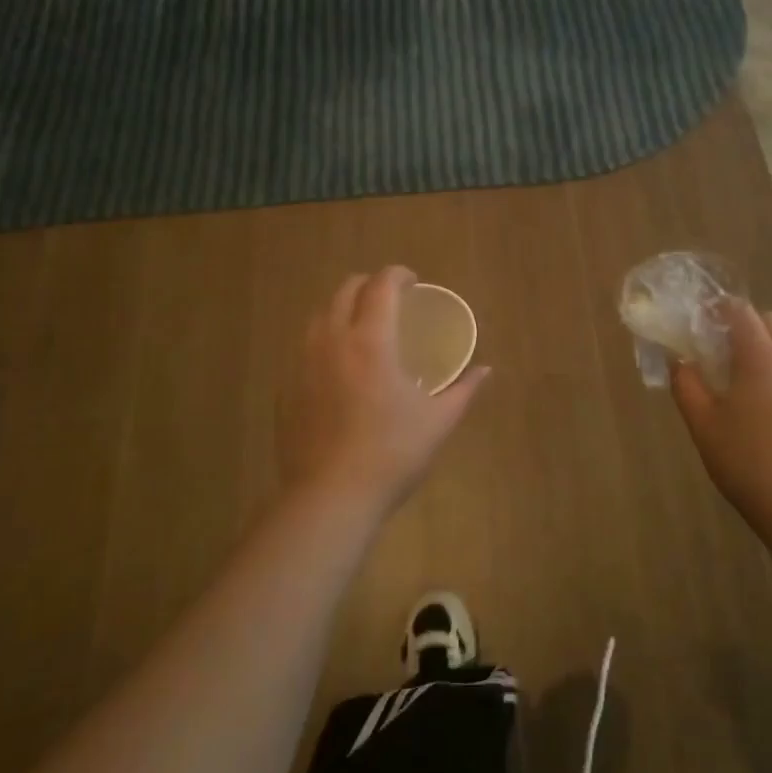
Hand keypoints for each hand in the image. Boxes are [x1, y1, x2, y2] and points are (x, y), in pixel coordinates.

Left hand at [278, 266, 489, 516]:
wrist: (330, 497)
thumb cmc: (391, 454)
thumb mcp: (437, 421)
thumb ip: (463, 390)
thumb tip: (485, 370)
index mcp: (371, 341)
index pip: (381, 286)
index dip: (398, 275)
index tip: (413, 282)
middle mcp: (332, 341)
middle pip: (345, 291)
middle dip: (368, 285)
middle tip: (389, 300)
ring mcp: (302, 363)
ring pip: (320, 316)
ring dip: (343, 309)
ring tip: (362, 328)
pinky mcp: (286, 388)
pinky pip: (304, 347)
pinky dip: (324, 340)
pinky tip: (338, 367)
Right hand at [671, 298, 771, 545]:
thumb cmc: (744, 459)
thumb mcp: (702, 422)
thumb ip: (686, 384)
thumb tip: (679, 360)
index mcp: (761, 357)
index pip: (741, 311)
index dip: (718, 308)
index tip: (699, 320)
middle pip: (771, 322)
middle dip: (745, 324)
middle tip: (719, 349)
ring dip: (765, 349)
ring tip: (741, 380)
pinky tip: (766, 408)